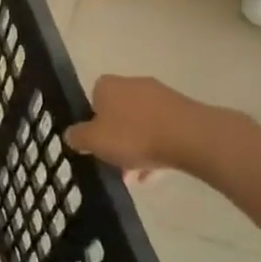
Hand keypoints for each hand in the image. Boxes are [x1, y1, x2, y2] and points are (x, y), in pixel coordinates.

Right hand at [65, 75, 248, 182]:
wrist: (189, 137)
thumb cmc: (133, 136)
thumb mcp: (94, 140)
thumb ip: (77, 137)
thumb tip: (70, 134)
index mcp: (108, 86)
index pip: (93, 97)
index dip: (91, 120)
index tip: (94, 142)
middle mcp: (134, 84)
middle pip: (118, 113)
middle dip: (115, 138)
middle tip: (113, 162)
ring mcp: (161, 97)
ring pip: (141, 125)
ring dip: (136, 148)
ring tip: (135, 176)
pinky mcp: (183, 112)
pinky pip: (162, 131)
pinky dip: (156, 149)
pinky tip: (155, 174)